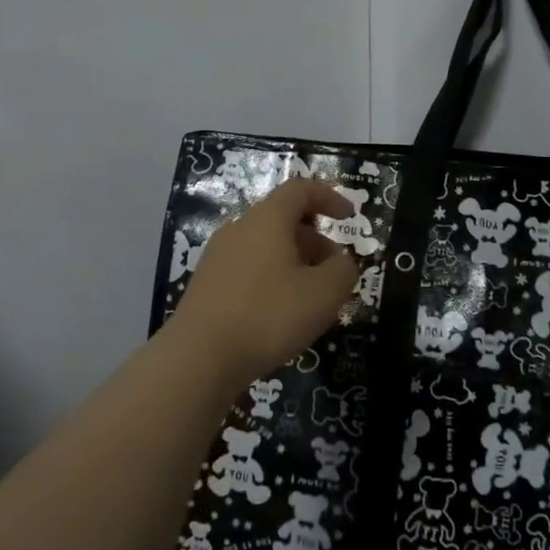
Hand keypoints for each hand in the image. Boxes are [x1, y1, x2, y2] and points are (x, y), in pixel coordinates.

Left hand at [172, 178, 360, 386]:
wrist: (198, 359)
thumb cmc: (268, 316)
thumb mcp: (324, 294)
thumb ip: (344, 270)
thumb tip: (342, 262)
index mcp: (267, 220)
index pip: (300, 189)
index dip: (329, 197)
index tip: (351, 217)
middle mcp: (239, 229)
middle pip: (282, 218)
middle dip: (315, 238)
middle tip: (335, 268)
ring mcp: (218, 257)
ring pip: (265, 246)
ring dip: (295, 261)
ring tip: (311, 296)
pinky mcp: (207, 285)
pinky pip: (248, 268)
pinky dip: (272, 278)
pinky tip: (280, 313)